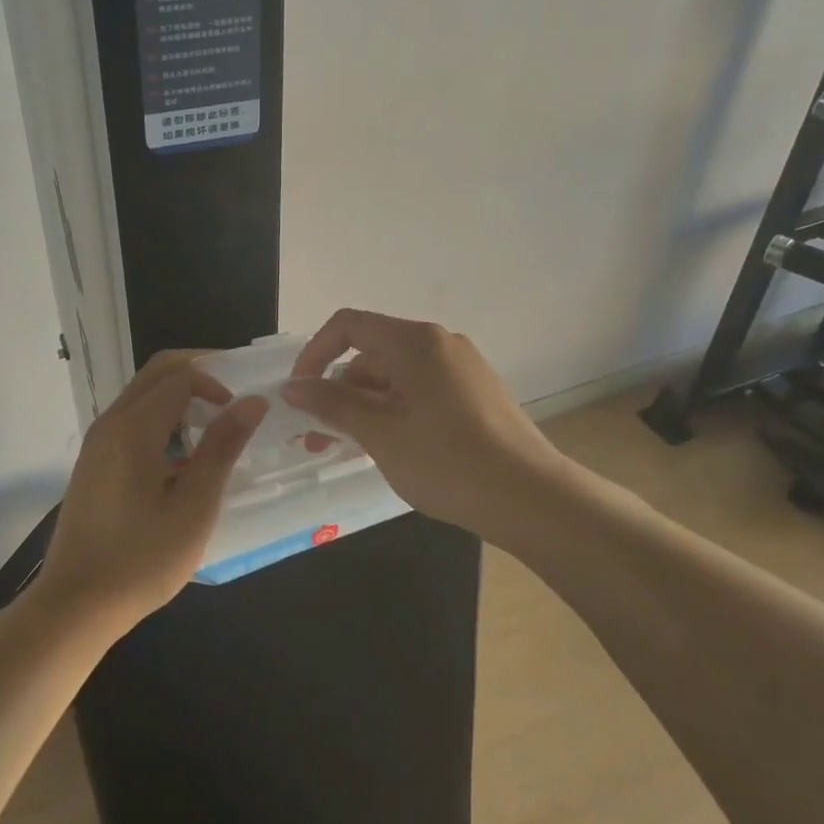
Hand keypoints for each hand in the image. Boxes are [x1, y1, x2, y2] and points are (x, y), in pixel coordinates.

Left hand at [37, 351, 267, 633]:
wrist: (76, 604)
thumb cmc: (143, 558)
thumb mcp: (194, 505)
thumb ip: (222, 447)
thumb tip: (252, 401)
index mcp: (134, 427)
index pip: (181, 376)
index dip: (217, 383)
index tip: (242, 413)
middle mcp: (111, 422)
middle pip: (157, 372)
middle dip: (198, 373)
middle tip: (233, 399)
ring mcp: (97, 441)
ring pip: (143, 393)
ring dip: (180, 396)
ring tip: (213, 428)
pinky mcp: (93, 461)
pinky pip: (131, 418)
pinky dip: (161, 417)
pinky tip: (181, 455)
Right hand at [284, 309, 571, 534]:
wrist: (530, 497)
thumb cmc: (446, 461)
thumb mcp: (379, 433)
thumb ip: (331, 403)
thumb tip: (292, 386)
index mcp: (414, 341)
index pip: (348, 325)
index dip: (314, 353)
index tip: (299, 394)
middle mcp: (439, 343)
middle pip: (372, 353)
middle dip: (339, 391)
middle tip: (319, 438)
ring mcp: (461, 368)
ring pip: (395, 376)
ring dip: (365, 406)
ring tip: (351, 450)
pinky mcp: (475, 393)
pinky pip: (420, 391)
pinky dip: (394, 411)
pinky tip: (390, 448)